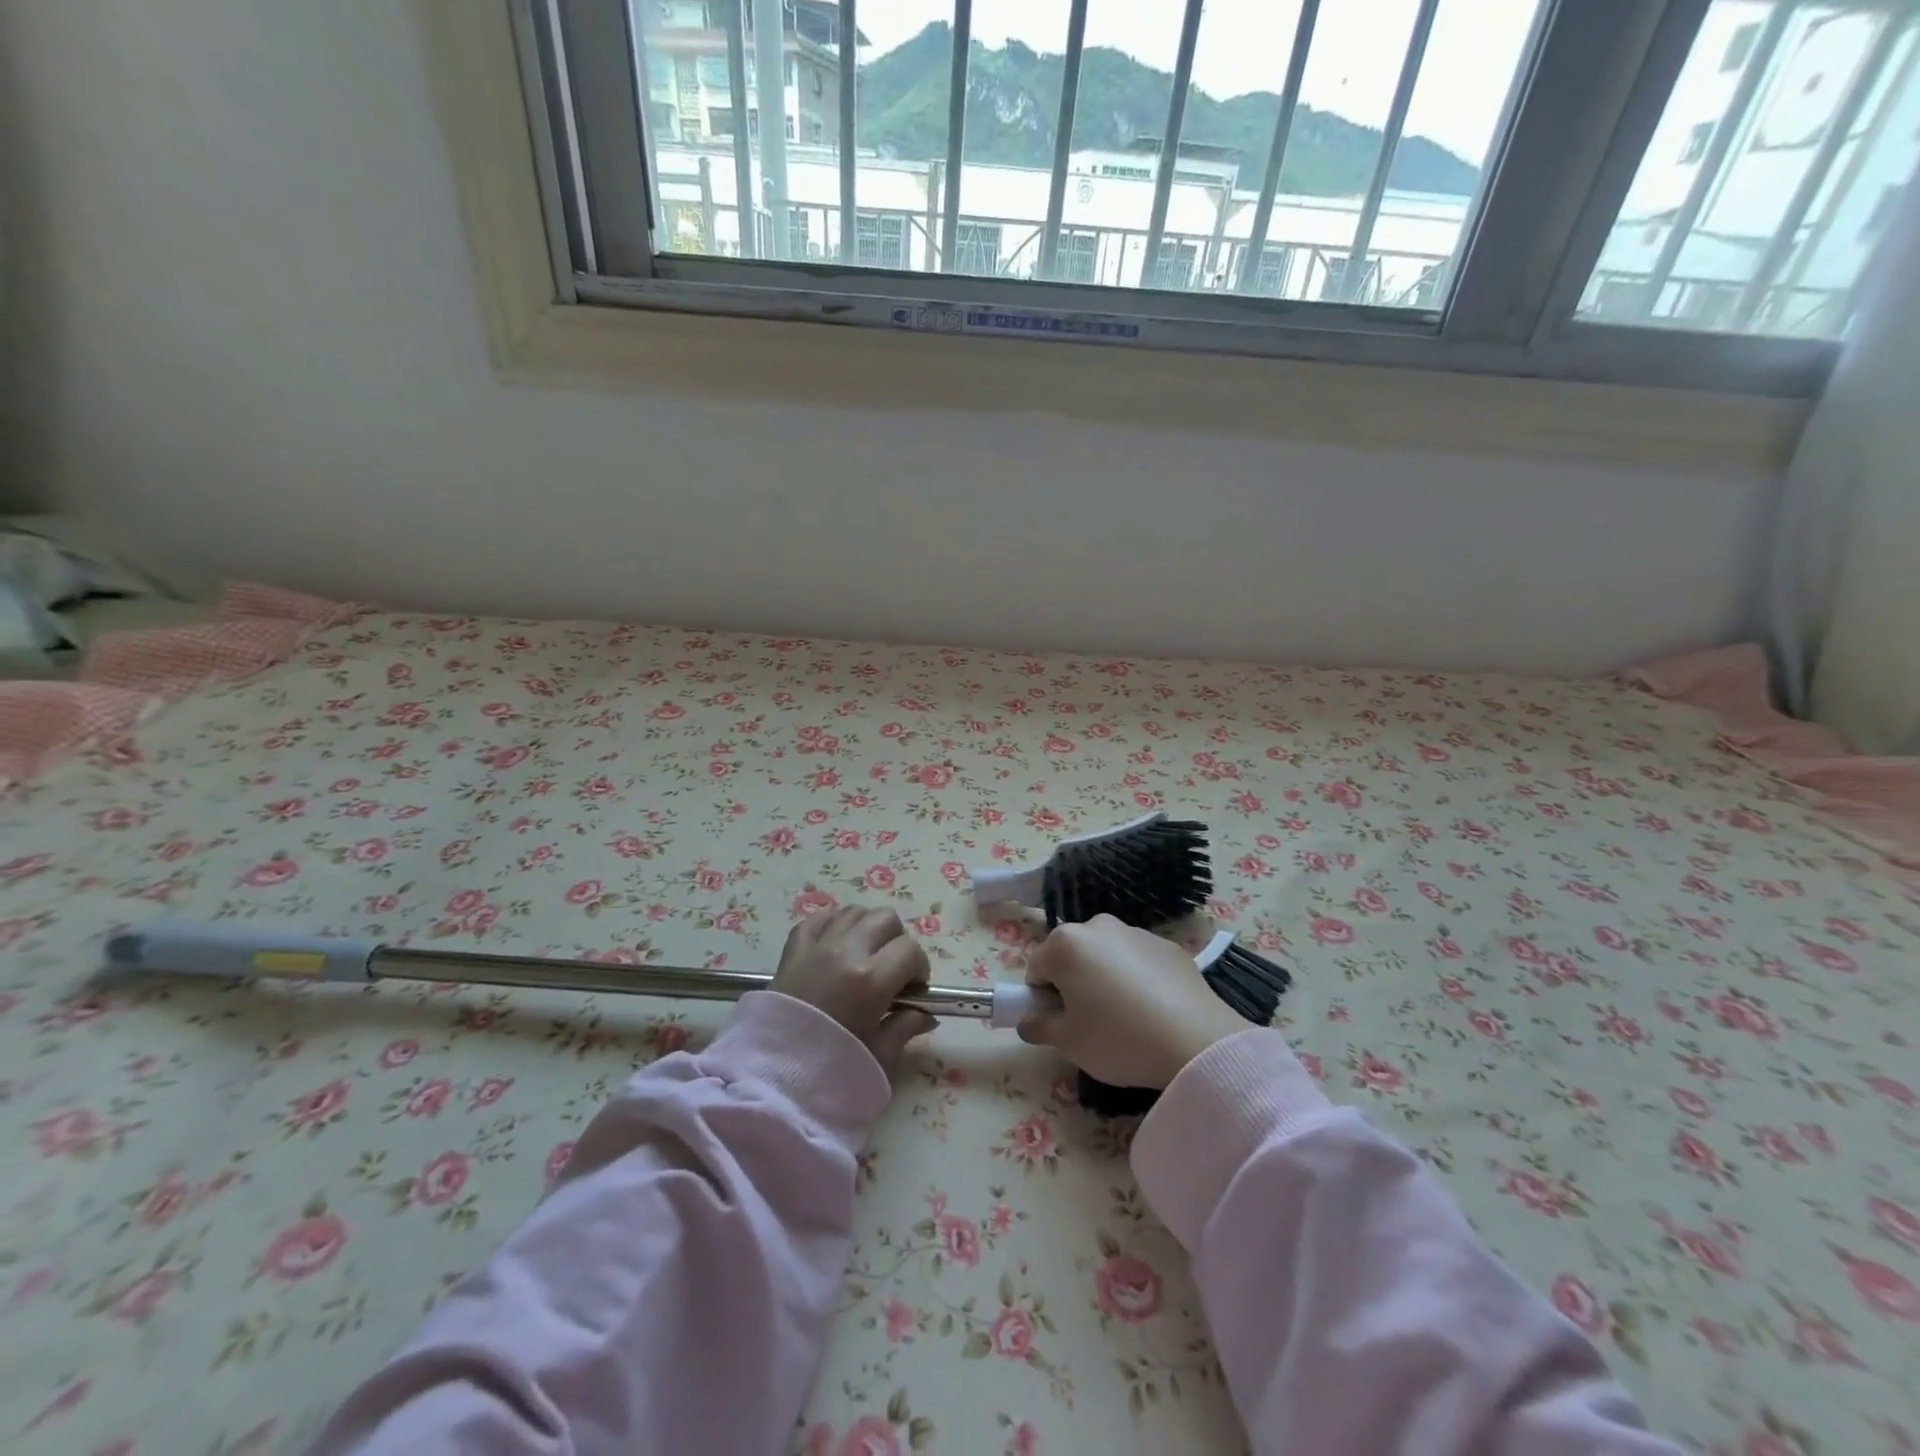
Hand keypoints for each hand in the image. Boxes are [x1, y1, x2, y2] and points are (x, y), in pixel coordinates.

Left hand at [771, 903, 936, 1082]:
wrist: (771, 1078)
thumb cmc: (830, 1071)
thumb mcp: (879, 1056)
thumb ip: (905, 1028)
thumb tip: (927, 1015)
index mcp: (871, 979)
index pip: (911, 950)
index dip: (919, 968)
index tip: (913, 989)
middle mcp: (846, 952)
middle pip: (886, 919)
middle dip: (896, 941)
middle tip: (891, 970)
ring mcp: (817, 945)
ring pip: (854, 912)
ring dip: (866, 929)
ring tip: (864, 956)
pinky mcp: (793, 948)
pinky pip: (819, 918)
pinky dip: (833, 924)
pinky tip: (837, 944)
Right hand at [1018, 915, 1248, 1088]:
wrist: (1195, 1041)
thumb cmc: (1118, 1038)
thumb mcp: (1067, 1042)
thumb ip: (1037, 1026)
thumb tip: (1028, 1020)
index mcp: (1065, 944)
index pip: (1036, 969)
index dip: (1041, 999)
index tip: (1059, 1024)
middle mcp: (1097, 927)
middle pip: (1071, 955)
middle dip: (1072, 983)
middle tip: (1089, 1023)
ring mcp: (1135, 932)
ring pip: (1105, 956)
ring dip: (1104, 978)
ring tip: (1125, 1019)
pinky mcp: (1167, 946)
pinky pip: (1138, 961)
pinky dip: (1137, 979)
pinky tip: (1153, 1011)